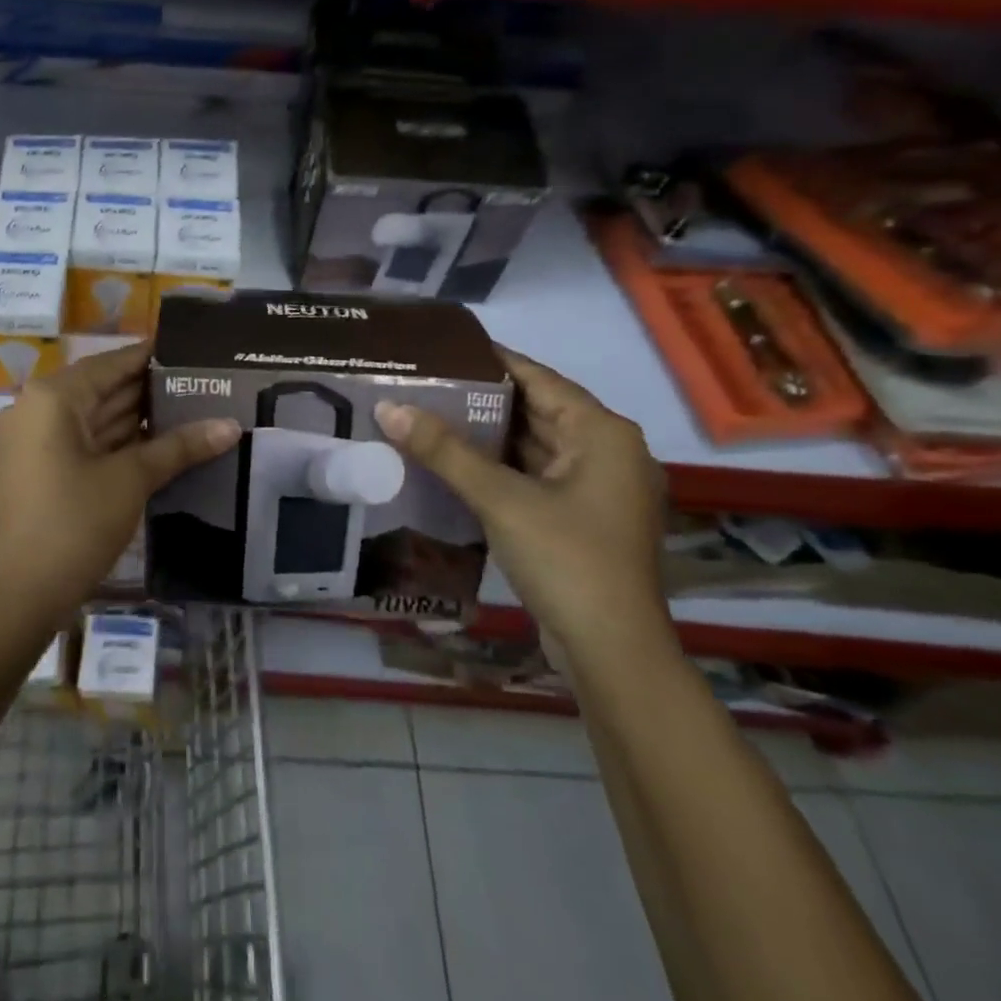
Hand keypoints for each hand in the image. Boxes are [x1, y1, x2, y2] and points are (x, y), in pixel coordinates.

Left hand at [0, 341, 239, 624]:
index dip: (153, 357)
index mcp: (53, 397)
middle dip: (150, 391)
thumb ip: (180, 447)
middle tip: (203, 384)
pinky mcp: (35, 467)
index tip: (193, 352)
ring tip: (191, 409)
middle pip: (101, 389)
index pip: (111, 364)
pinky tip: (158, 443)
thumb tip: (233, 426)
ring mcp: (31, 439)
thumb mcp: (132, 479)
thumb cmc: (76, 524)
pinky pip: (81, 441)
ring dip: (136, 419)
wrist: (22, 593)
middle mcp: (35, 408)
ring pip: (93, 417)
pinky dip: (116, 442)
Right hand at [372, 348, 672, 672]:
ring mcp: (599, 490)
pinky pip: (535, 476)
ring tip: (430, 415)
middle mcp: (609, 453)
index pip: (540, 378)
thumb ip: (444, 450)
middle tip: (426, 383)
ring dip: (489, 436)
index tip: (444, 347)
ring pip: (535, 447)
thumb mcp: (500, 498)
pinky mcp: (583, 519)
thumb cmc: (566, 559)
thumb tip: (388, 407)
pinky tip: (456, 464)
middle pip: (538, 411)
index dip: (493, 360)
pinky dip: (500, 468)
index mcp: (603, 434)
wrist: (612, 652)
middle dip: (483, 399)